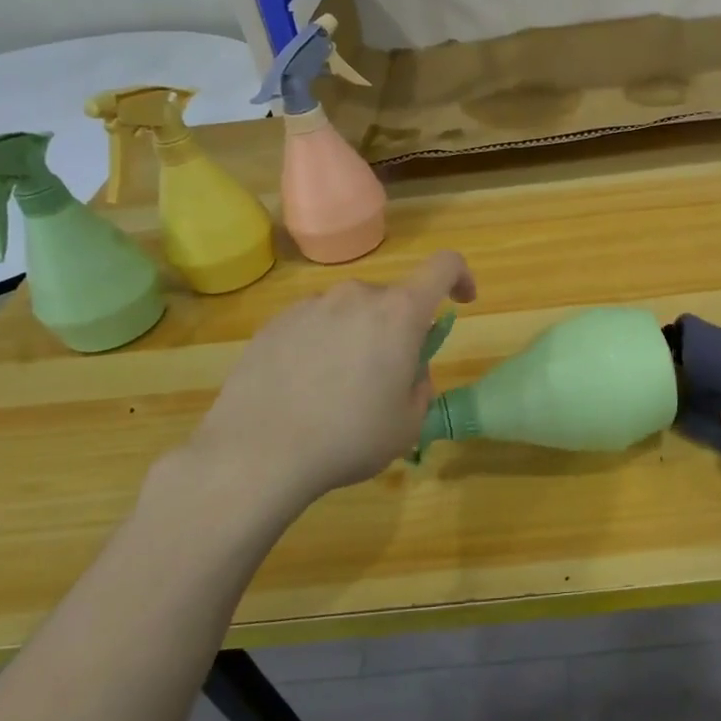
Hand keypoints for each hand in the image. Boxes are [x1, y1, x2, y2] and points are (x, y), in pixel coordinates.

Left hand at [159, 251, 476, 526]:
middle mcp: (356, 296)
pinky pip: (314, 324)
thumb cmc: (348, 438)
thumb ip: (420, 386)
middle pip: (392, 299)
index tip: (462, 302)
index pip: (444, 267)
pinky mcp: (275, 323)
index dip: (461, 277)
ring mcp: (311, 306)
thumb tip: (407, 371)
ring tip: (339, 388)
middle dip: (399, 329)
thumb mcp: (408, 424)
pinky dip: (322, 345)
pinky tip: (304, 388)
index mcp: (399, 313)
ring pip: (350, 312)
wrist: (258, 453)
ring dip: (358, 337)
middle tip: (387, 377)